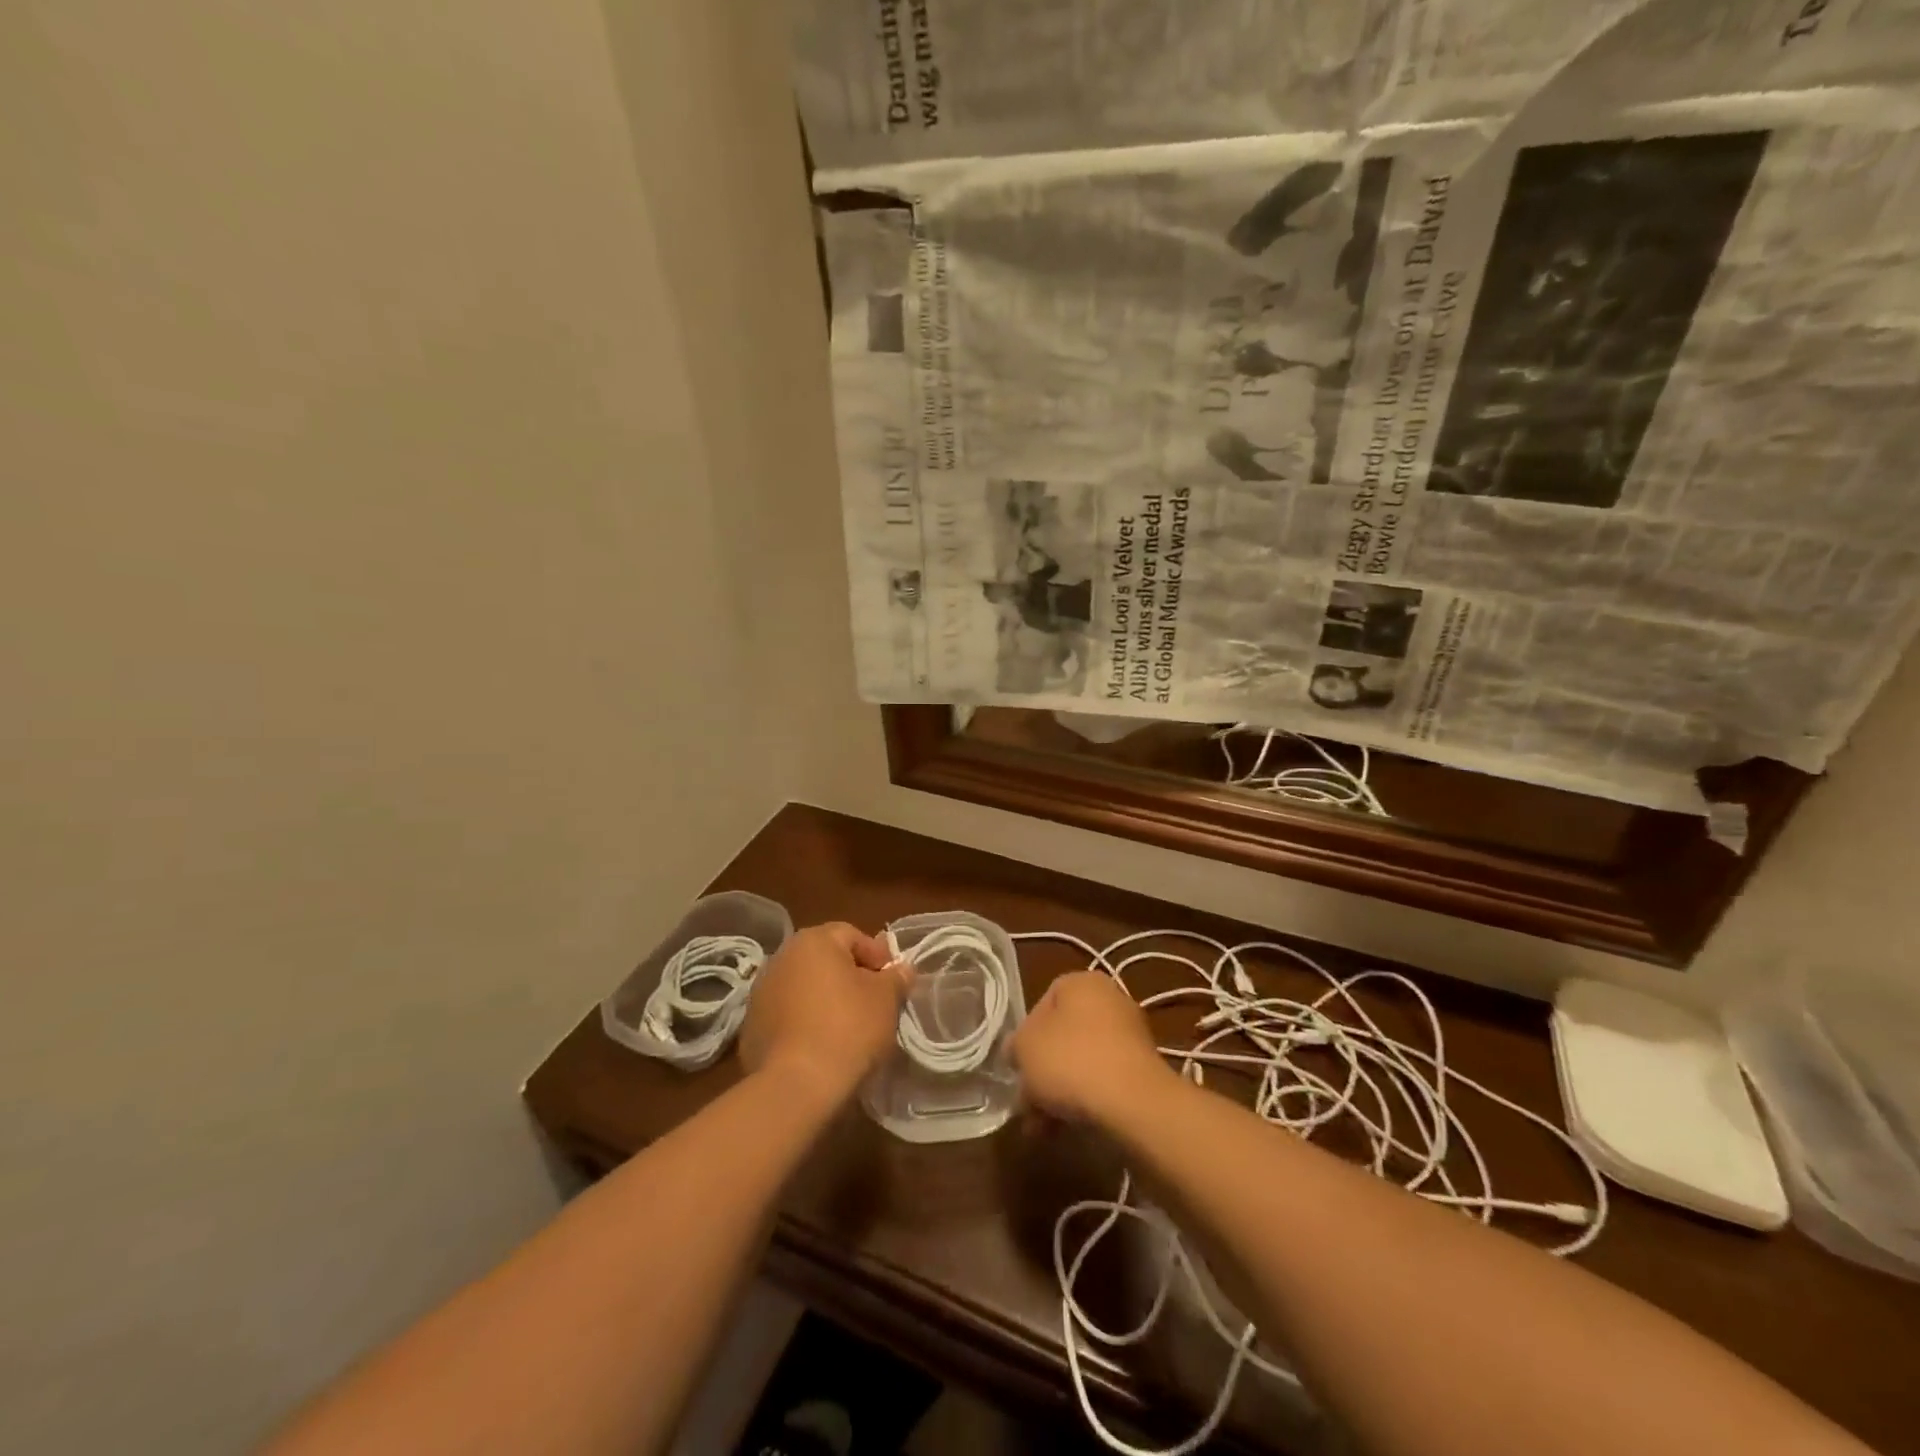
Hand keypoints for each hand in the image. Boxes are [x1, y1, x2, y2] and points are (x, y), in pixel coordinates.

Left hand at [739, 922, 908, 1105]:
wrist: (795, 1087)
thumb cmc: (848, 1029)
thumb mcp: (886, 999)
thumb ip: (896, 978)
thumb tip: (902, 969)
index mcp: (813, 941)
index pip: (852, 935)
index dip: (877, 956)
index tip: (892, 984)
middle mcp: (782, 957)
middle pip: (825, 959)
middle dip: (850, 977)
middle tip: (873, 1004)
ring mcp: (761, 992)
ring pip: (804, 987)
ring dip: (825, 1000)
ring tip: (847, 1028)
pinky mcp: (751, 1027)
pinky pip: (787, 1015)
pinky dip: (804, 1023)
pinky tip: (820, 1046)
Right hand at [1013, 971, 1175, 1125]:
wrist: (1133, 1103)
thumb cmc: (1071, 1060)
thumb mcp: (1024, 1047)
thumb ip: (1015, 1045)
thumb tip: (1017, 1050)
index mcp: (1083, 982)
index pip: (1043, 1002)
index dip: (1025, 1035)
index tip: (1018, 1064)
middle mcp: (1110, 1000)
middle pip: (1063, 1036)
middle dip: (1042, 1071)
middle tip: (1027, 1102)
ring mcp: (1131, 1036)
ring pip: (1082, 1062)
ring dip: (1059, 1092)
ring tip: (1042, 1127)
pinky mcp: (1143, 1071)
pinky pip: (1103, 1081)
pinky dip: (1085, 1100)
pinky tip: (1066, 1130)